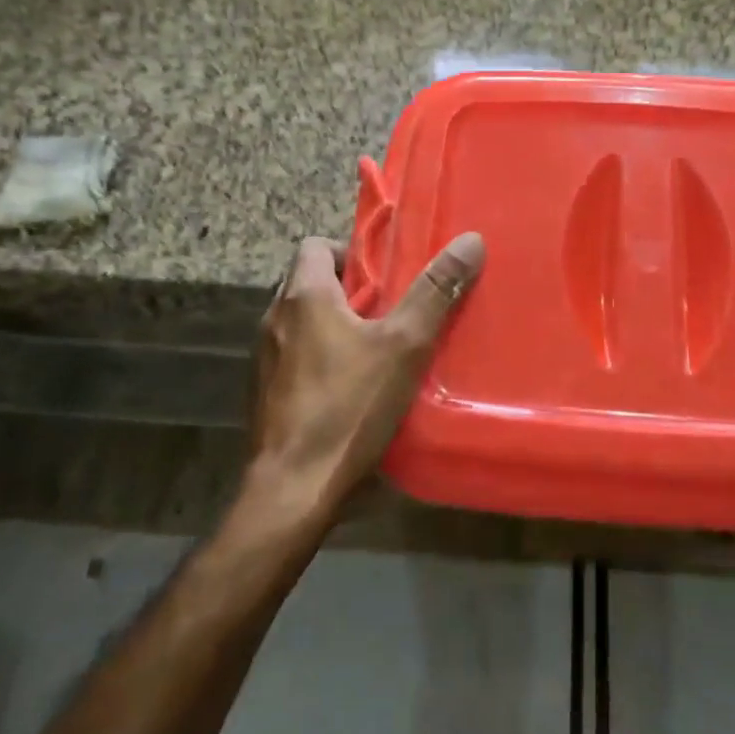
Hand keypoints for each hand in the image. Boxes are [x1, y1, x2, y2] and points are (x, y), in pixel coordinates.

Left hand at [247, 232, 484, 524]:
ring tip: (379, 349)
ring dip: (335, 326)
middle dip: (351, 291)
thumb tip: (470, 241)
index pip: (316, 245)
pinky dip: (321, 360)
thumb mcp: (404, 346)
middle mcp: (274, 319)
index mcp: (303, 296)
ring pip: (303, 323)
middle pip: (311, 283)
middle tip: (393, 310)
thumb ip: (435, 291)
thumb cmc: (348, 408)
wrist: (292, 493)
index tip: (386, 275)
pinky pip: (295, 359)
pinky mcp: (265, 396)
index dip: (352, 252)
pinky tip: (353, 389)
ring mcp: (264, 361)